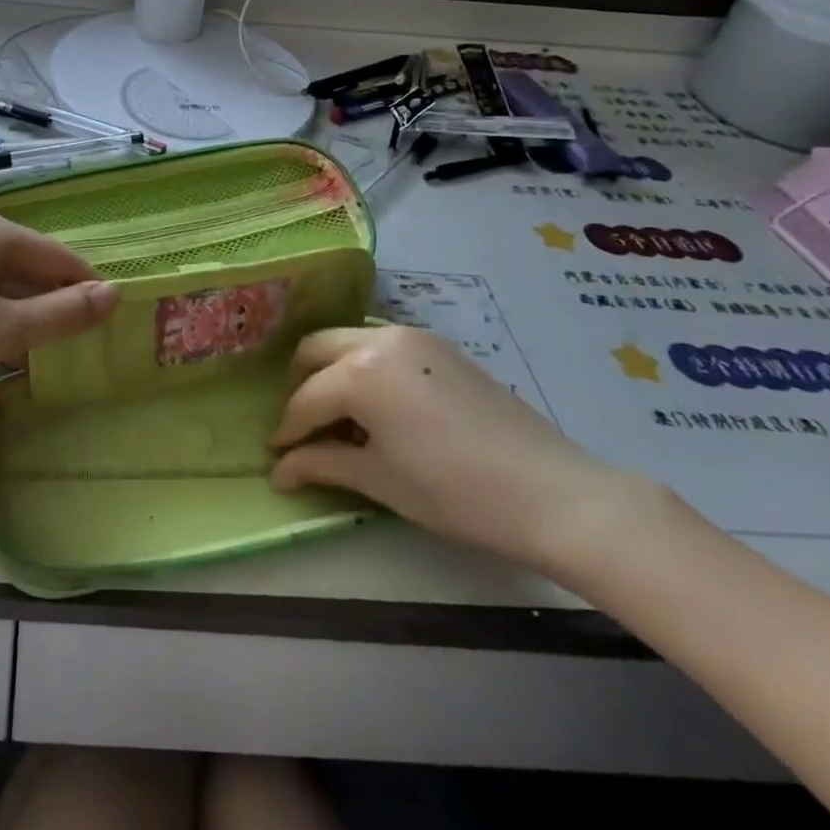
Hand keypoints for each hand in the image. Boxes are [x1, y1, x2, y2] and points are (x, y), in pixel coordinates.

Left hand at [0, 212, 118, 400]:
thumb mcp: (1, 330)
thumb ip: (61, 314)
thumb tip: (114, 294)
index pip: (61, 258)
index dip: (86, 291)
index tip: (106, 329)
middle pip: (31, 267)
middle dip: (52, 306)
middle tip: (71, 349)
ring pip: (2, 283)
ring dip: (21, 316)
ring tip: (35, 355)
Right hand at [270, 326, 650, 572]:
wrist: (551, 492)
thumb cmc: (454, 492)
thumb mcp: (379, 479)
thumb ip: (321, 464)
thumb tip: (278, 471)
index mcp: (360, 372)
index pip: (305, 399)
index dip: (287, 430)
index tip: (278, 456)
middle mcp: (380, 340)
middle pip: (317, 349)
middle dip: (301, 385)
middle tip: (303, 428)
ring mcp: (414, 337)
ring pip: (350, 342)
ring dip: (333, 372)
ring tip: (342, 418)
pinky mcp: (441, 345)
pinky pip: (383, 346)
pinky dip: (366, 368)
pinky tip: (380, 408)